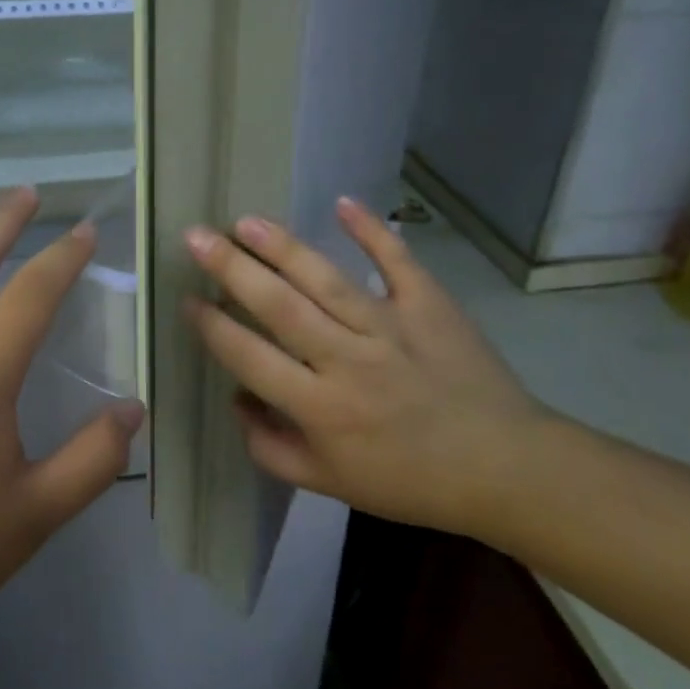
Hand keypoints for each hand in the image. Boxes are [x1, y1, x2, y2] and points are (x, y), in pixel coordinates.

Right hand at [183, 197, 552, 535]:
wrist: (503, 469)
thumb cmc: (408, 481)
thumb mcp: (329, 485)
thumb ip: (271, 448)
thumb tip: (237, 401)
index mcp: (320, 407)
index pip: (251, 358)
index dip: (212, 327)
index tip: (186, 298)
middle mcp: (348, 360)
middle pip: (280, 307)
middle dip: (232, 269)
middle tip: (196, 237)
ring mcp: (391, 327)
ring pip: (327, 280)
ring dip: (283, 247)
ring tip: (246, 221)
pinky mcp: (430, 305)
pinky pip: (397, 261)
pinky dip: (372, 230)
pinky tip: (342, 203)